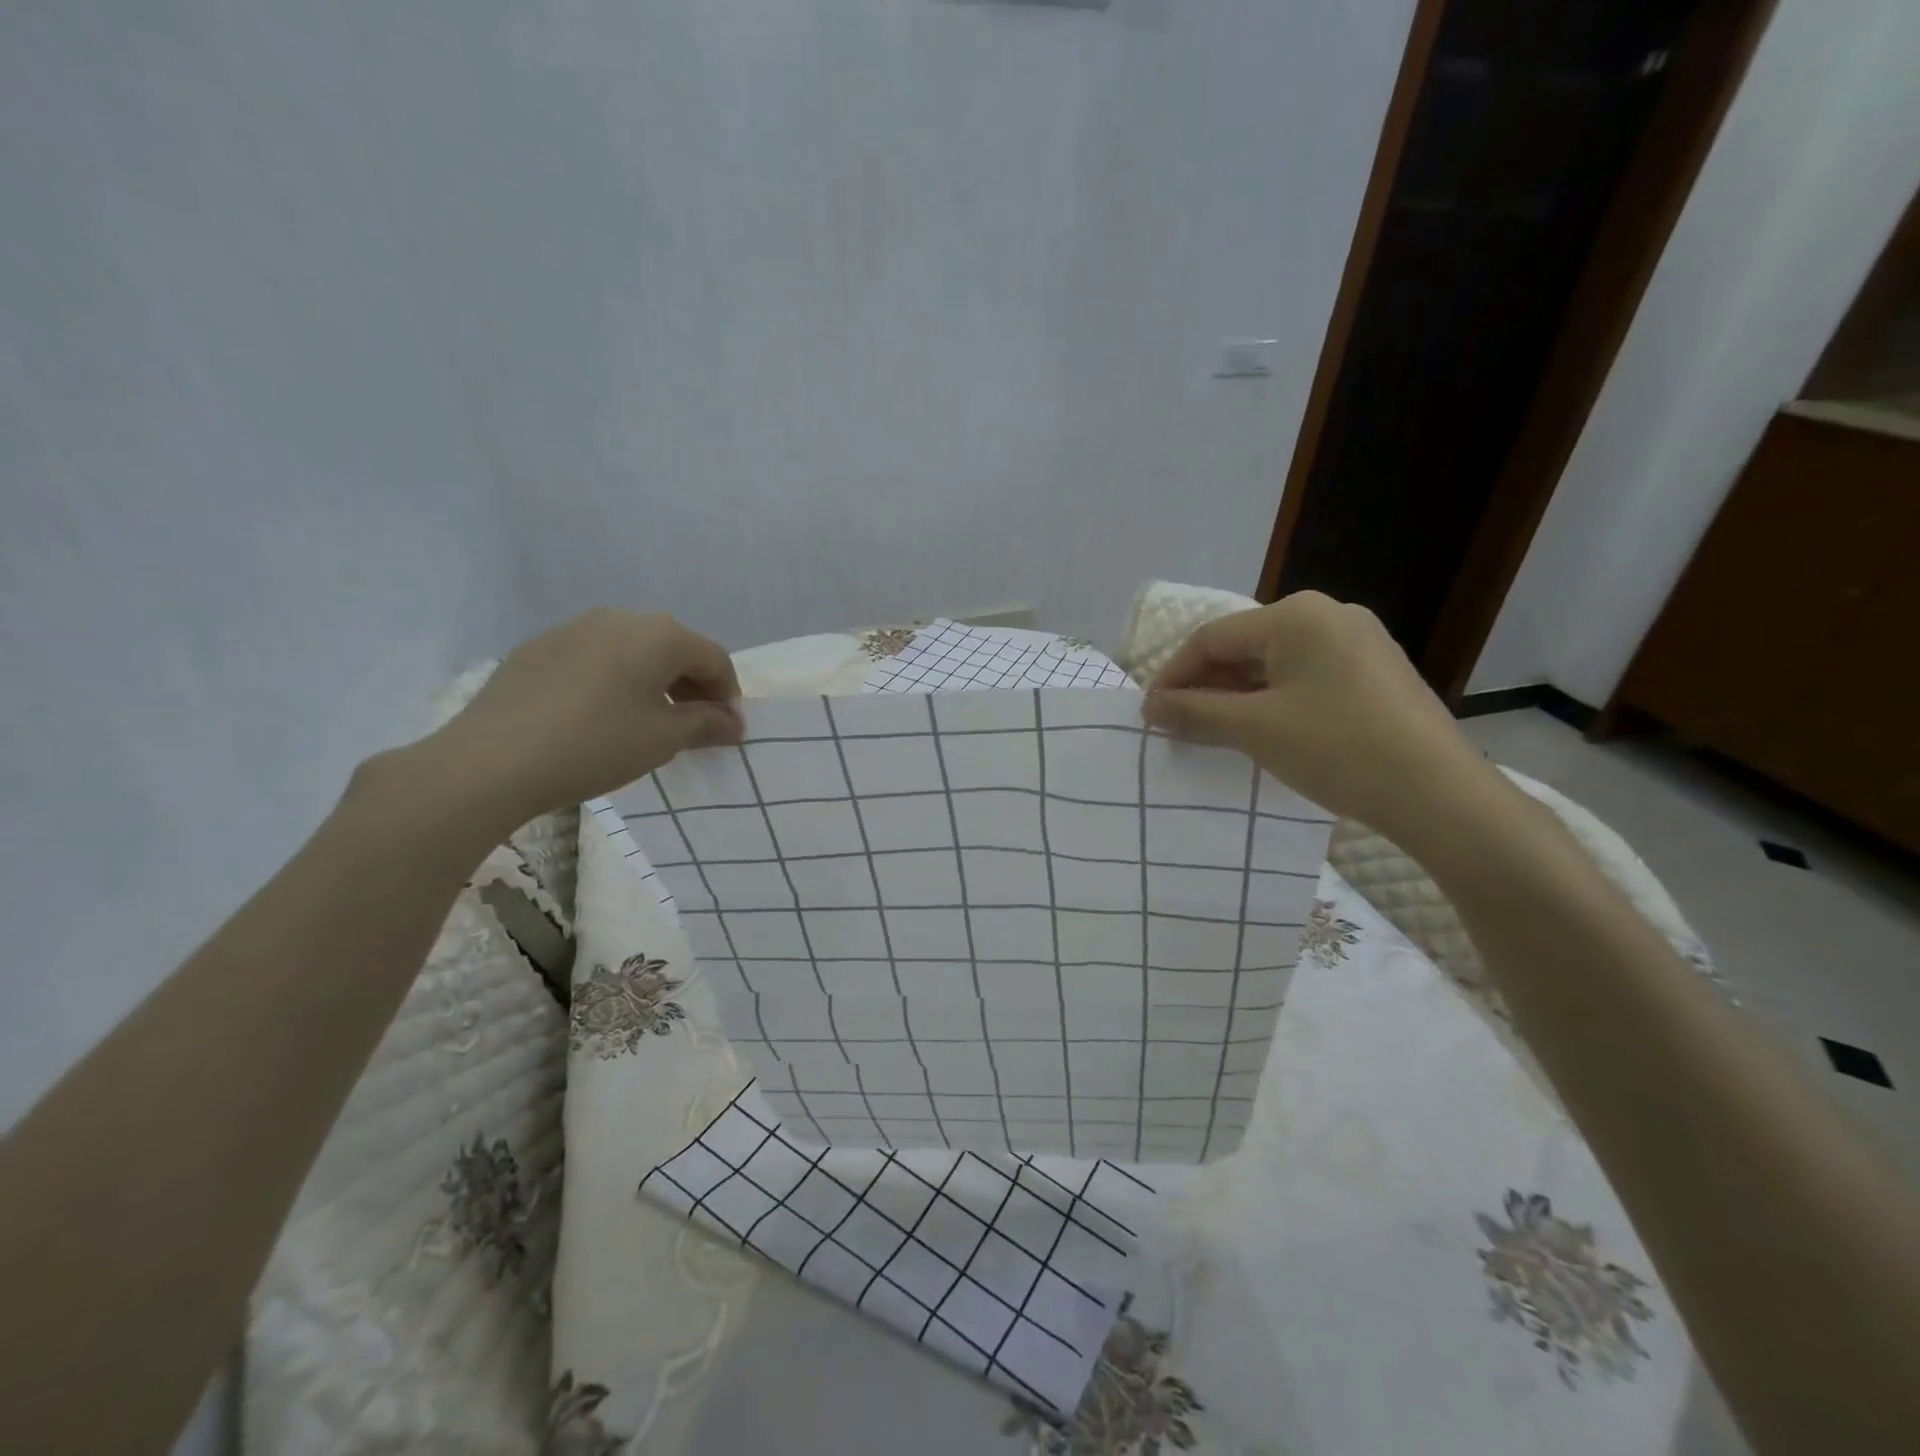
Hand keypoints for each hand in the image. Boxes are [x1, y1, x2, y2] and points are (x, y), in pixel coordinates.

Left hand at [396, 609, 741, 827]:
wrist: (492, 759)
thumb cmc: (596, 745)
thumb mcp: (663, 739)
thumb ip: (706, 724)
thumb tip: (733, 723)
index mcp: (660, 635)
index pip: (714, 658)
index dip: (729, 695)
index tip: (728, 730)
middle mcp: (621, 618)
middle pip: (674, 648)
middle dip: (693, 686)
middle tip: (695, 725)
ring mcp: (575, 627)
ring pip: (633, 650)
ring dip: (654, 681)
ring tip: (649, 720)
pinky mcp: (539, 646)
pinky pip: (596, 656)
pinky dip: (615, 679)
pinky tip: (601, 714)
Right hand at [1142, 592, 1509, 849]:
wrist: (1439, 794)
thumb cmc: (1337, 748)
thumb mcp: (1254, 729)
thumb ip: (1195, 712)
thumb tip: (1150, 707)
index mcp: (1297, 614)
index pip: (1212, 637)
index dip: (1173, 674)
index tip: (1150, 714)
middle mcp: (1330, 615)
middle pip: (1245, 647)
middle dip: (1206, 686)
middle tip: (1177, 726)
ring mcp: (1360, 643)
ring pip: (1276, 664)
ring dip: (1237, 696)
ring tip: (1213, 733)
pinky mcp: (1377, 673)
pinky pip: (1307, 678)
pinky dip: (1274, 701)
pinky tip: (1263, 732)